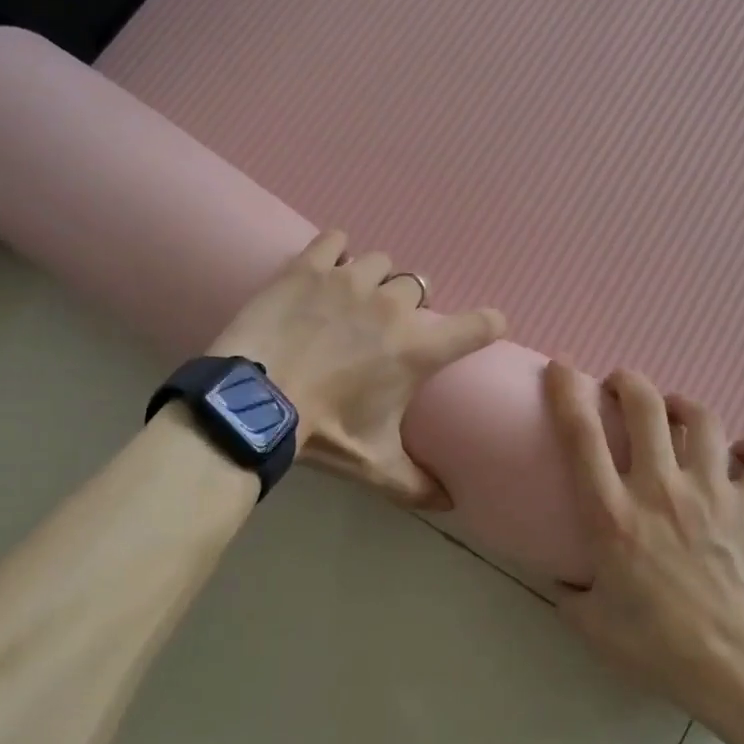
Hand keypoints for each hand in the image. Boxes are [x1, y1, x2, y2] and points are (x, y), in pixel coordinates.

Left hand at [210, 231, 505, 507]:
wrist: (254, 402)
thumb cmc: (323, 431)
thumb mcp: (373, 463)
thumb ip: (416, 483)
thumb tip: (450, 504)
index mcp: (417, 349)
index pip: (479, 325)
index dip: (489, 323)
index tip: (489, 326)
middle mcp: (394, 307)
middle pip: (418, 288)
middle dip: (406, 307)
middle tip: (381, 331)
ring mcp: (351, 280)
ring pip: (380, 263)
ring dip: (373, 280)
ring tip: (349, 301)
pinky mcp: (311, 266)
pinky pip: (335, 240)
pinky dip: (334, 250)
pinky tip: (325, 267)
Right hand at [545, 362, 743, 724]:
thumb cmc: (662, 649)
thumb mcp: (595, 627)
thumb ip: (572, 596)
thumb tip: (563, 579)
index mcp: (613, 514)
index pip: (581, 435)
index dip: (566, 390)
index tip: (561, 368)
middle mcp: (660, 487)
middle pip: (645, 405)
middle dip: (629, 382)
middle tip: (622, 387)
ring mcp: (713, 489)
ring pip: (702, 417)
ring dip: (685, 405)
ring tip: (678, 410)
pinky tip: (742, 454)